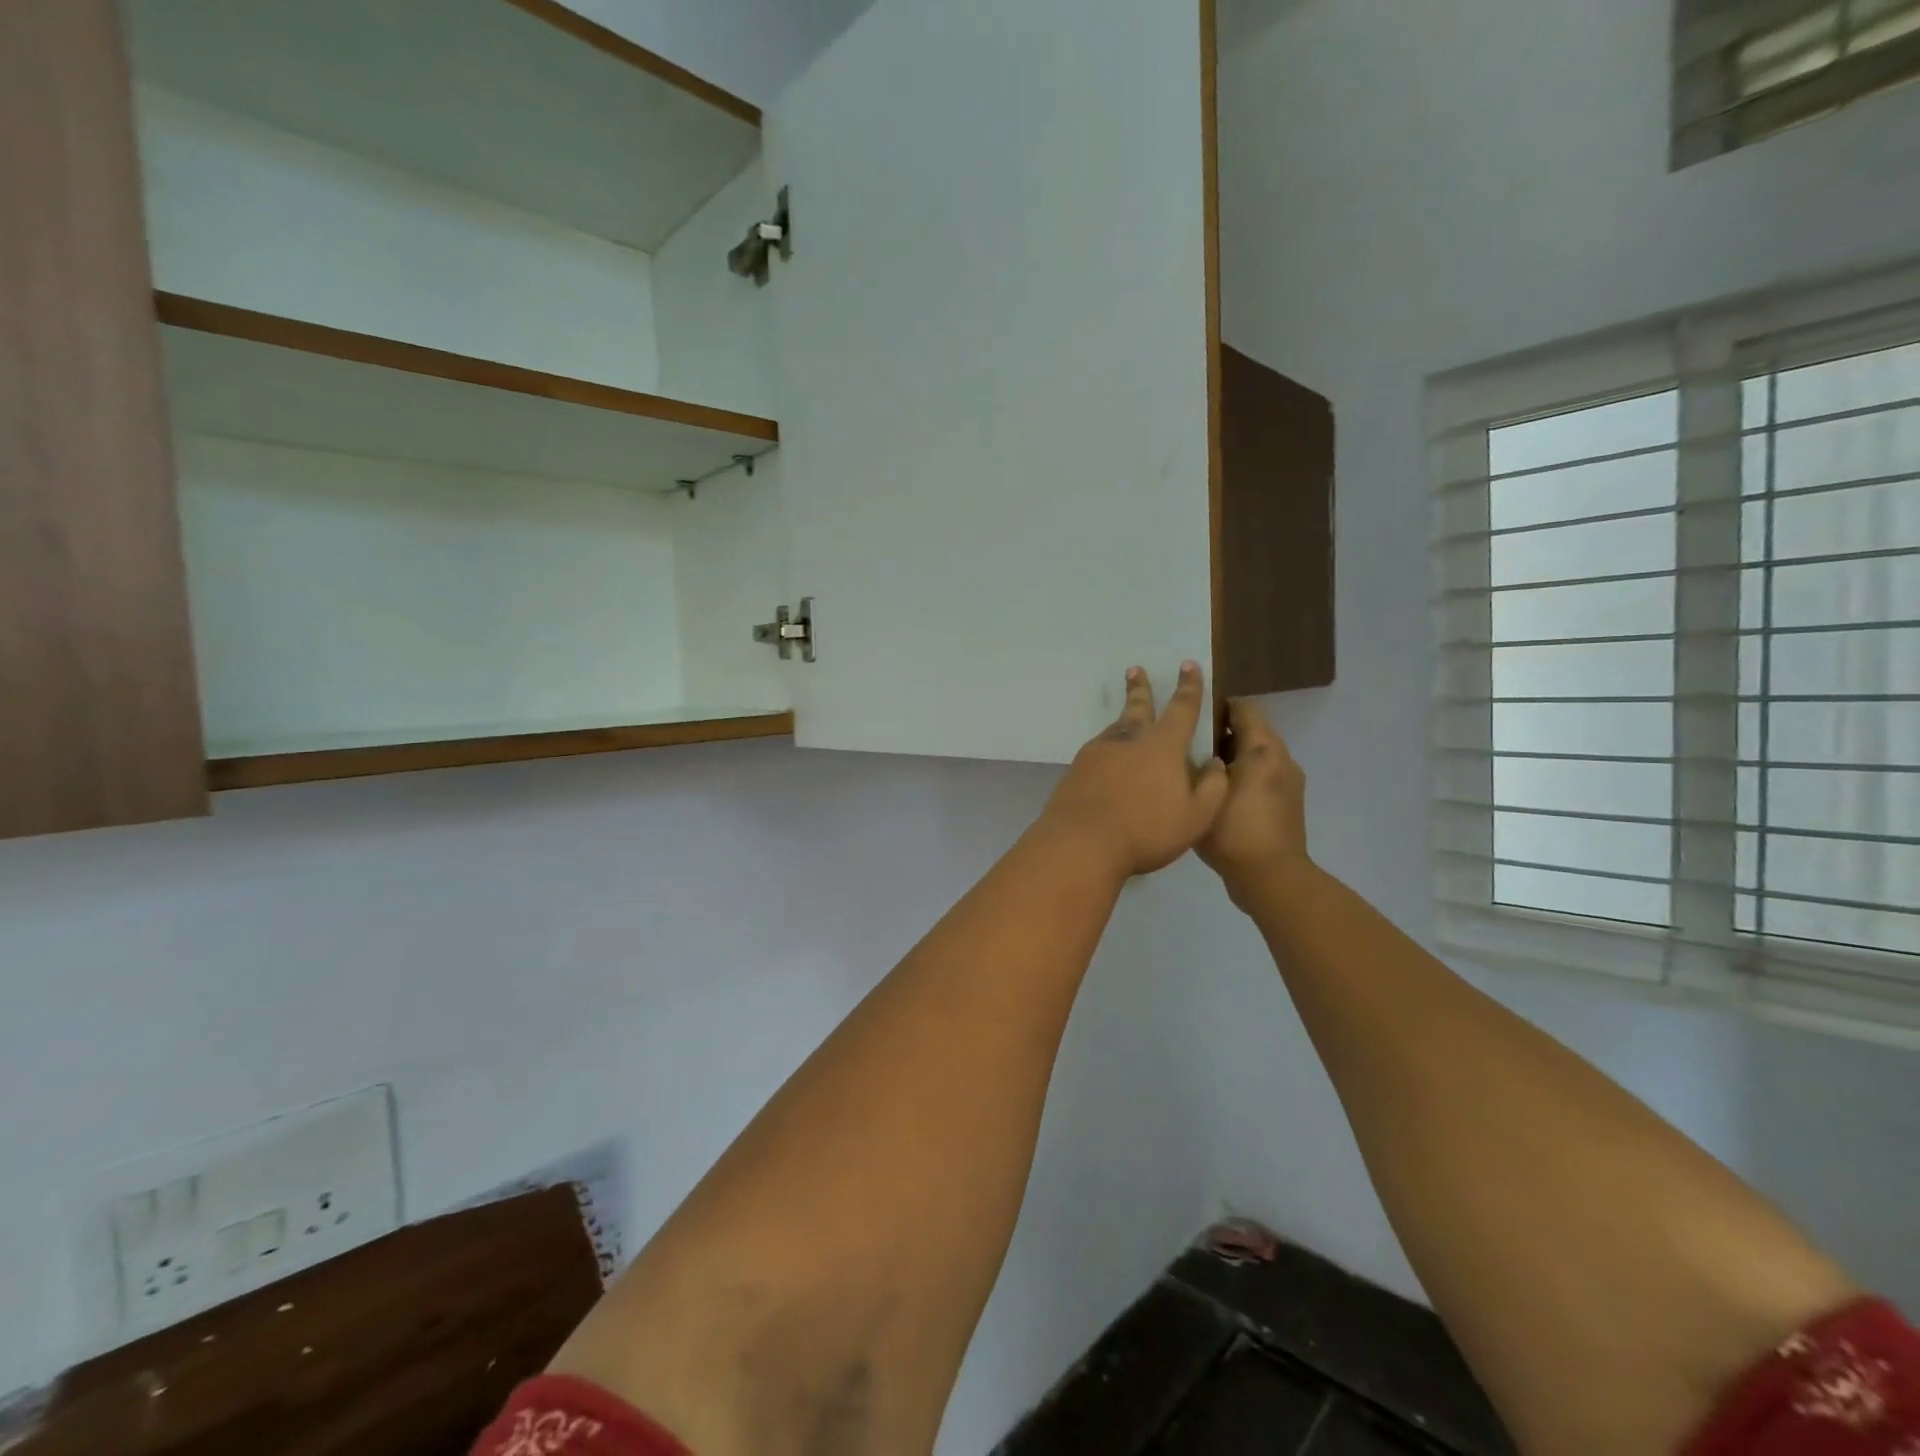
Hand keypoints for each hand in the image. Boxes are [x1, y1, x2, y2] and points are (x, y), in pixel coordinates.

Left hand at [1037, 663, 1229, 883]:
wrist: (1081, 843)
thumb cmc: (1146, 830)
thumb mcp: (1196, 816)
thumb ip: (1212, 788)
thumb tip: (1216, 763)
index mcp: (1163, 745)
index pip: (1182, 708)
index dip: (1189, 686)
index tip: (1188, 665)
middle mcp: (1129, 740)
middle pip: (1138, 707)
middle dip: (1140, 688)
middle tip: (1134, 669)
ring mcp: (1098, 752)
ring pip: (1115, 728)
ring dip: (1123, 717)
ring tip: (1127, 715)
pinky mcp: (1076, 769)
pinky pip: (1098, 750)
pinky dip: (1108, 748)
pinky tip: (1107, 758)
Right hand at [1198, 698, 1311, 909]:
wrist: (1270, 877)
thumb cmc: (1234, 830)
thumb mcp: (1205, 792)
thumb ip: (1198, 764)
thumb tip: (1195, 749)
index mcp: (1263, 749)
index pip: (1243, 708)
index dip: (1217, 705)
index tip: (1190, 714)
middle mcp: (1281, 759)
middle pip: (1252, 731)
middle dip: (1221, 732)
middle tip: (1187, 744)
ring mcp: (1289, 782)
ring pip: (1257, 755)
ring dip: (1232, 756)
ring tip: (1199, 770)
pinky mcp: (1287, 803)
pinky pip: (1263, 776)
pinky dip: (1243, 776)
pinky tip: (1217, 795)